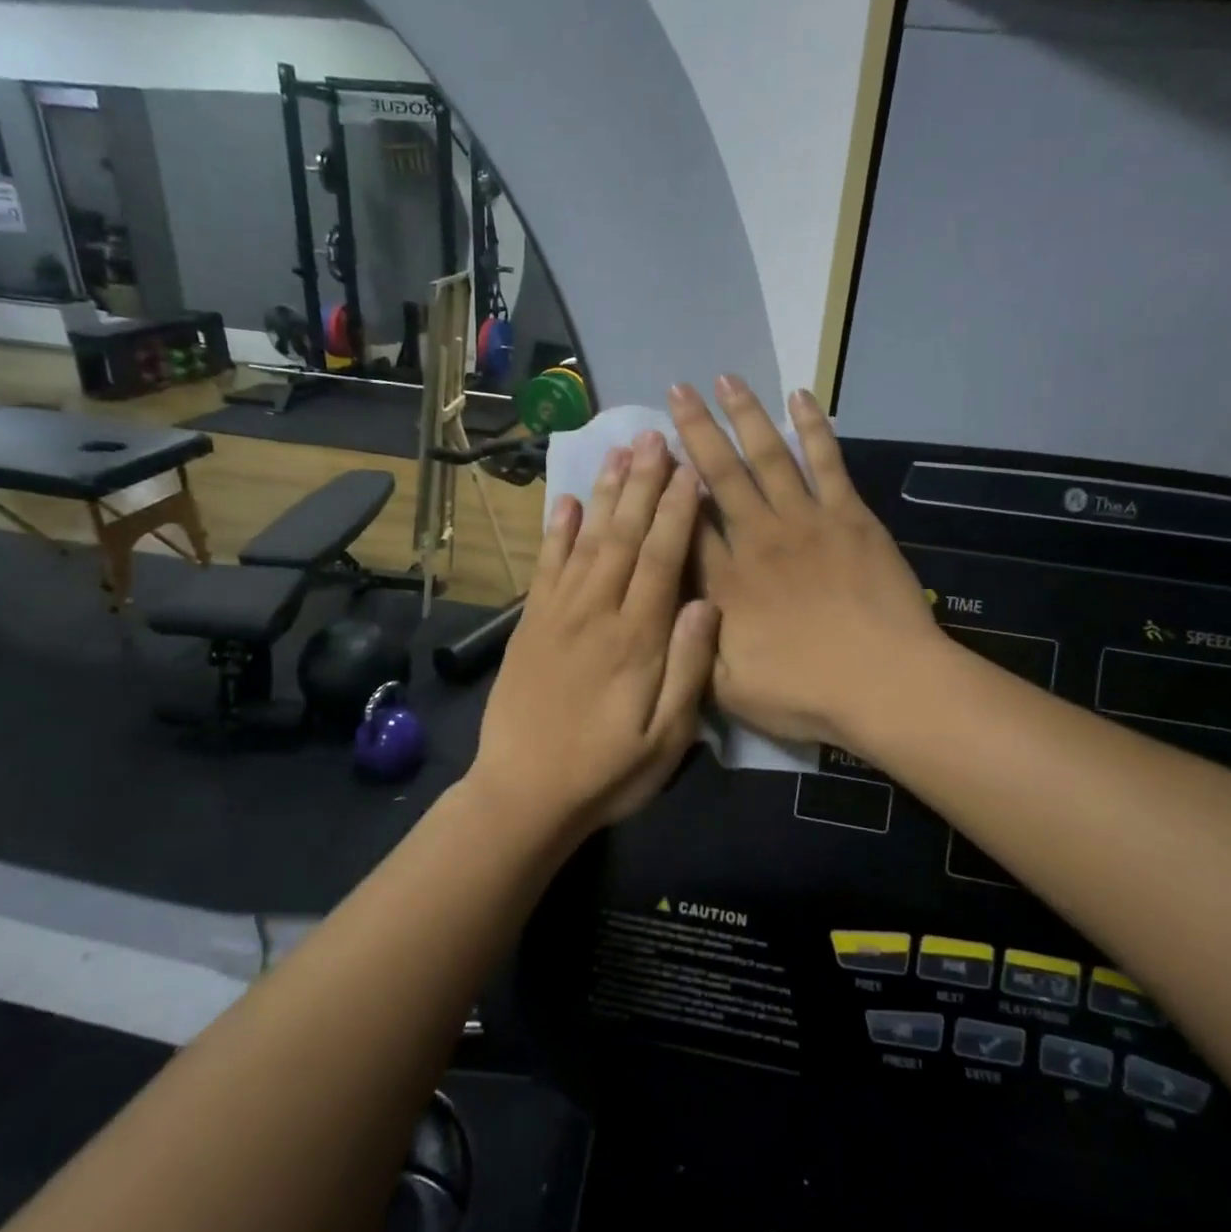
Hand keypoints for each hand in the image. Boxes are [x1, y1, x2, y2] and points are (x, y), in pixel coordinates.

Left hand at [471, 430, 718, 837]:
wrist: (522, 795)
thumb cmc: (606, 773)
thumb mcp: (666, 739)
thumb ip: (688, 669)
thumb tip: (707, 604)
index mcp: (637, 639)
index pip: (663, 559)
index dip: (677, 511)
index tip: (690, 469)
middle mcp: (596, 613)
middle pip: (623, 536)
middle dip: (642, 484)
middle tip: (655, 436)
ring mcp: (557, 615)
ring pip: (585, 541)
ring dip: (603, 494)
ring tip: (619, 451)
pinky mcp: (529, 625)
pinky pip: (545, 567)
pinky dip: (554, 532)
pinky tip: (563, 502)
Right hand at [669, 376, 939, 752]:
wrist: (883, 683)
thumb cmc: (804, 693)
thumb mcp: (726, 689)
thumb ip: (690, 647)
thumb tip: (668, 605)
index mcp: (725, 582)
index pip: (686, 522)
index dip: (666, 484)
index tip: (651, 452)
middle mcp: (757, 538)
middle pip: (720, 474)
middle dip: (696, 430)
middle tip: (678, 391)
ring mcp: (805, 521)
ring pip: (767, 457)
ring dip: (745, 415)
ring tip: (725, 379)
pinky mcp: (849, 516)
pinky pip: (826, 462)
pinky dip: (812, 428)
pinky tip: (800, 398)